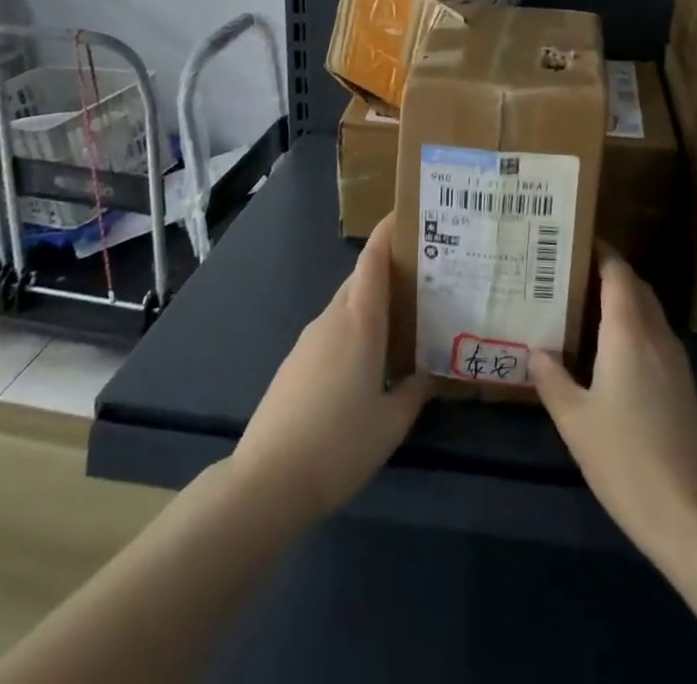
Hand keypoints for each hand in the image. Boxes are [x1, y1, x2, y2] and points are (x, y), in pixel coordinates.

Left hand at [231, 212, 431, 522]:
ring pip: (345, 307)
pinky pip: (331, 331)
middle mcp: (332, 319)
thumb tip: (428, 372)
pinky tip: (367, 361)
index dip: (388, 232)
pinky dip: (352, 330)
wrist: (268, 481)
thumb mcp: (391, 423)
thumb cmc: (339, 445)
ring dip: (370, 305)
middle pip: (361, 280)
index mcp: (360, 321)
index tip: (407, 215)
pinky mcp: (294, 363)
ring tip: (401, 321)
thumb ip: (414, 392)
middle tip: (423, 279)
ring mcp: (308, 340)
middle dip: (388, 272)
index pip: (373, 259)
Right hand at [531, 249, 696, 558]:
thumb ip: (552, 379)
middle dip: (607, 273)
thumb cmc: (625, 459)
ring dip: (622, 300)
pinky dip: (633, 326)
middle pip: (635, 286)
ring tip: (584, 306)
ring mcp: (674, 360)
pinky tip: (609, 351)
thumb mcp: (575, 420)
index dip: (599, 252)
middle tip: (570, 274)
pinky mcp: (682, 384)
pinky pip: (654, 336)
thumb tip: (535, 350)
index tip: (572, 242)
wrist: (689, 513)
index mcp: (628, 332)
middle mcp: (655, 335)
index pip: (618, 272)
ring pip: (648, 311)